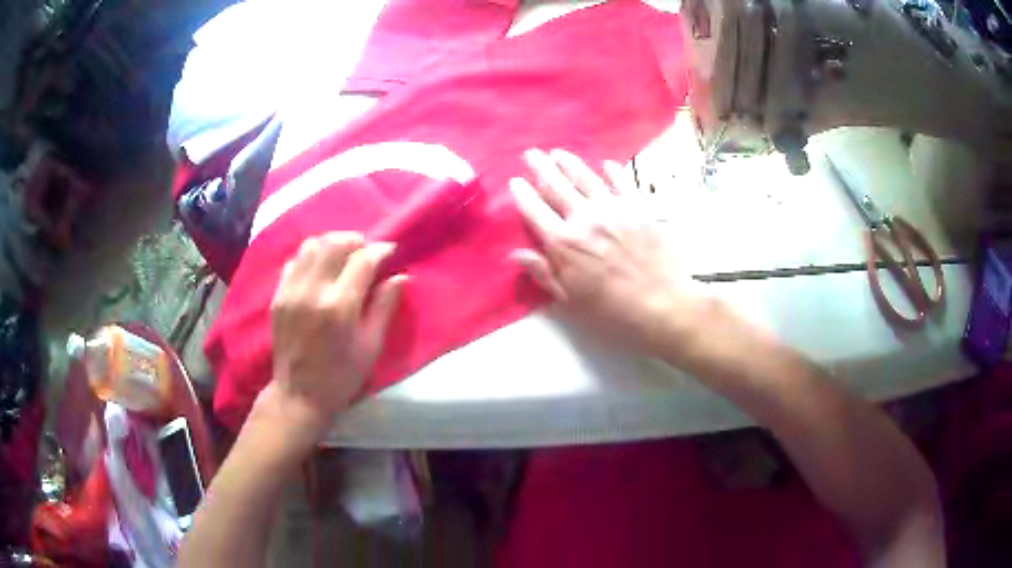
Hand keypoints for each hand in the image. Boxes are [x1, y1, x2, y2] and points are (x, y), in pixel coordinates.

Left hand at [265, 232, 404, 436]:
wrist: (298, 395)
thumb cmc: (341, 376)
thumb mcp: (371, 346)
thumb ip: (384, 307)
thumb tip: (400, 277)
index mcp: (339, 307)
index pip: (363, 259)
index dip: (381, 250)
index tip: (390, 252)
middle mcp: (312, 291)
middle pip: (335, 242)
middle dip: (356, 241)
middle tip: (366, 255)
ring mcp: (291, 291)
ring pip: (312, 245)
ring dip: (332, 245)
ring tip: (343, 259)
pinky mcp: (278, 295)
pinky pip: (295, 260)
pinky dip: (311, 258)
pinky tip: (320, 272)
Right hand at [510, 148, 711, 352]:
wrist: (662, 301)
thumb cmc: (612, 309)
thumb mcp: (571, 299)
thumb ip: (544, 273)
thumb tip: (516, 254)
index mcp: (564, 243)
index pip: (535, 210)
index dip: (522, 194)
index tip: (514, 181)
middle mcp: (585, 218)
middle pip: (556, 186)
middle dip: (540, 167)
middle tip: (531, 154)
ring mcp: (613, 209)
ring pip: (585, 178)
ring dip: (569, 163)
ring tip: (558, 152)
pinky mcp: (638, 208)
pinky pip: (622, 183)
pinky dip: (612, 172)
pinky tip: (606, 164)